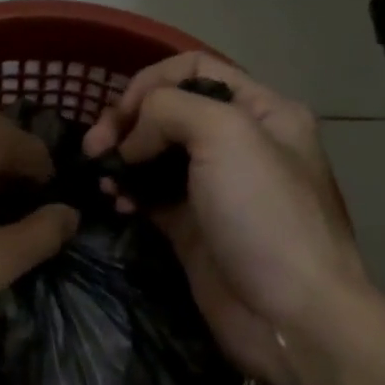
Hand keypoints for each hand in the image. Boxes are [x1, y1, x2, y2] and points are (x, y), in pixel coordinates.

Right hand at [83, 54, 368, 384]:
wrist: (290, 314)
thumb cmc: (265, 216)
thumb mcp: (227, 136)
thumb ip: (170, 111)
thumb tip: (132, 139)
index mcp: (262, 111)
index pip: (195, 70)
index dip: (152, 82)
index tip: (122, 115)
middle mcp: (239, 143)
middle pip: (170, 111)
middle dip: (128, 121)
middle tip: (95, 146)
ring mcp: (215, 188)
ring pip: (156, 154)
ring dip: (123, 157)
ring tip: (100, 174)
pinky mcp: (193, 228)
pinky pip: (151, 196)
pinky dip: (128, 192)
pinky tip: (115, 201)